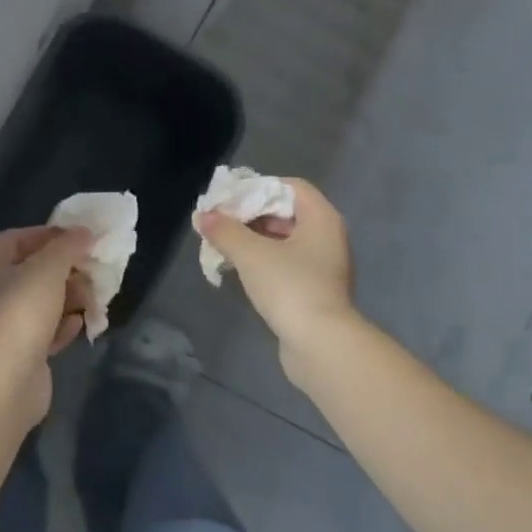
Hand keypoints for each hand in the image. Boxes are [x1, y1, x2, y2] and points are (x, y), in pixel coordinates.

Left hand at [0, 225, 92, 419]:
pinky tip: (79, 325)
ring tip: (94, 300)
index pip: (17, 238)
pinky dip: (62, 326)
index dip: (51, 235)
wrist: (4, 379)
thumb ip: (68, 246)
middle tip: (94, 271)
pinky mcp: (17, 354)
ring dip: (69, 299)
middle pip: (32, 272)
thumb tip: (84, 232)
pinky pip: (44, 332)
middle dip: (66, 270)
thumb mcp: (48, 267)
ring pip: (41, 303)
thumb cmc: (21, 310)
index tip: (82, 238)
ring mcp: (1, 326)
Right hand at [194, 178, 359, 362]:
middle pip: (287, 213)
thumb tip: (202, 216)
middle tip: (220, 223)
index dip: (259, 188)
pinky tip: (240, 271)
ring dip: (255, 241)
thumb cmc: (290, 288)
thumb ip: (225, 231)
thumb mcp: (251, 255)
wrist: (320, 344)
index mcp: (322, 219)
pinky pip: (287, 265)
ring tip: (223, 245)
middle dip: (251, 216)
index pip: (291, 187)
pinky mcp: (316, 291)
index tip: (229, 200)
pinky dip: (265, 262)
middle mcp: (328, 237)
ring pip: (286, 241)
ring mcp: (324, 267)